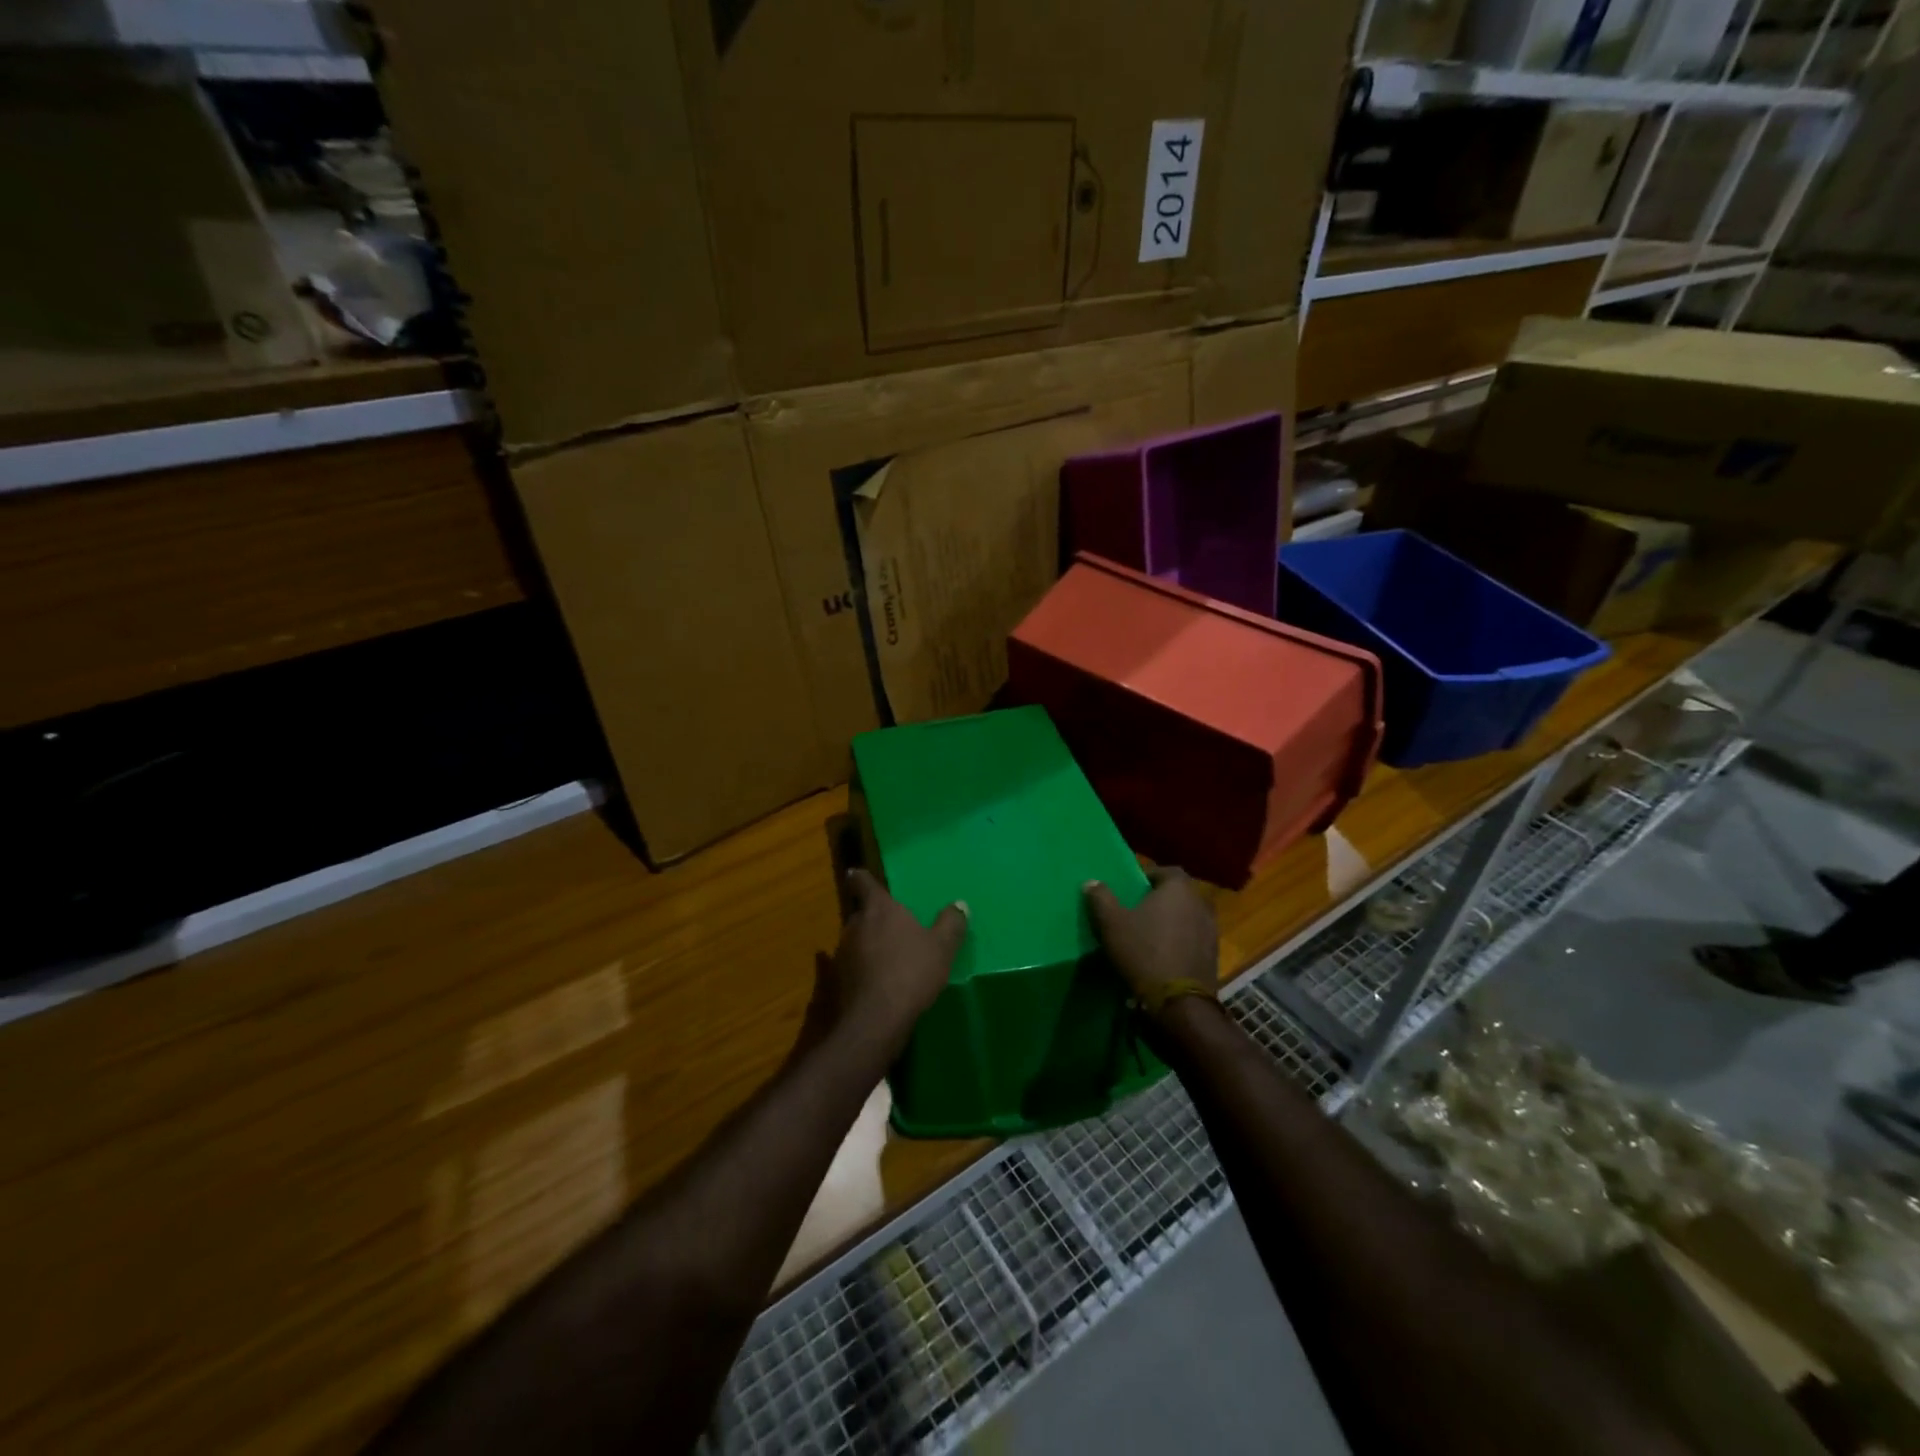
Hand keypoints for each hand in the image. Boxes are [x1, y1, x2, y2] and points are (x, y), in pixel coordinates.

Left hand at [811, 869, 967, 1054]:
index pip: (864, 883)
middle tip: (889, 924)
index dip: (860, 877)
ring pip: (855, 939)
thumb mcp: (942, 948)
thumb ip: (950, 924)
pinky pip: (850, 964)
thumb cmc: (912, 972)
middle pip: (860, 913)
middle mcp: (856, 924)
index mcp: (879, 909)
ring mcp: (843, 952)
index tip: (855, 873)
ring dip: (866, 943)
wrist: (877, 1019)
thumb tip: (960, 904)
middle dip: (872, 916)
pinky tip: (870, 977)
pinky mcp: (839, 979)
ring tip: (886, 954)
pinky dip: (859, 966)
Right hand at [1083, 867, 1217, 1013]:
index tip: (1133, 888)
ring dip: (1172, 921)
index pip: (1167, 871)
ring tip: (1150, 934)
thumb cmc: (1143, 952)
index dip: (1149, 876)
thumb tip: (1092, 881)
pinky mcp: (1213, 956)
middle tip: (1138, 910)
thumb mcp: (1111, 923)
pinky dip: (1180, 941)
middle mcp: (1200, 904)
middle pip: (1179, 894)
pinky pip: (1193, 939)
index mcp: (1178, 889)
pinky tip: (1164, 955)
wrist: (1178, 1002)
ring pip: (1188, 917)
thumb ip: (1101, 898)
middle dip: (1161, 899)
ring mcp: (1211, 931)